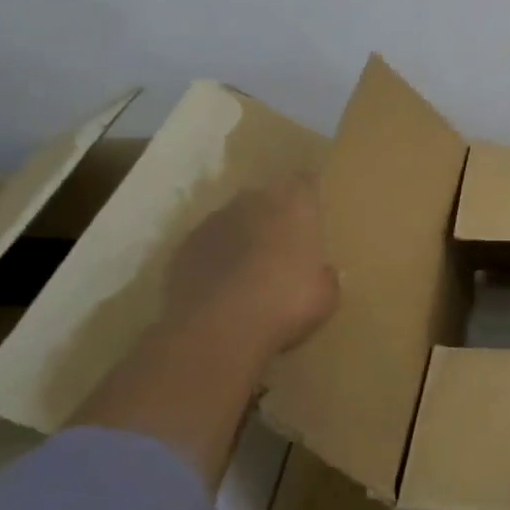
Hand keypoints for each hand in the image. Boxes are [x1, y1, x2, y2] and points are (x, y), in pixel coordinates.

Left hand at [159, 175, 339, 376]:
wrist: (217, 328)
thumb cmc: (285, 303)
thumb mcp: (325, 296)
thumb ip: (325, 276)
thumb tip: (323, 273)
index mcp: (294, 204)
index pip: (305, 181)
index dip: (308, 195)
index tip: (312, 211)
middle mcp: (253, 201)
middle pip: (266, 198)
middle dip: (273, 216)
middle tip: (282, 245)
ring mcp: (214, 221)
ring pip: (233, 219)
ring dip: (241, 235)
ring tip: (248, 268)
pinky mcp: (184, 246)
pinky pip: (207, 244)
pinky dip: (214, 257)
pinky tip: (220, 284)